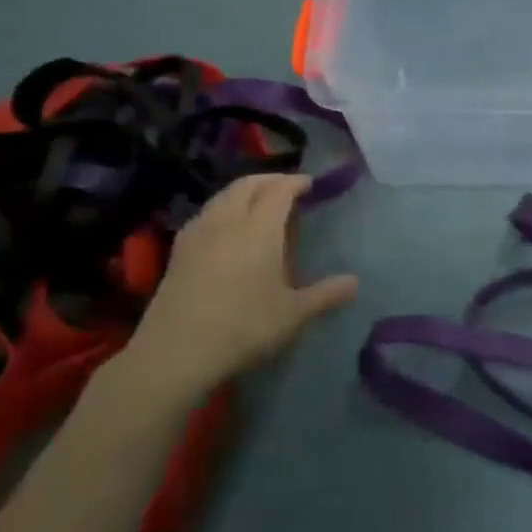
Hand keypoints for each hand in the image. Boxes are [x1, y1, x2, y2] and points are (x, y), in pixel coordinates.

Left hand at [111, 174, 357, 400]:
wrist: (176, 351)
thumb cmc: (244, 327)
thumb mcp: (293, 315)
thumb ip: (325, 295)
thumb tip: (354, 282)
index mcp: (260, 228)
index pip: (280, 190)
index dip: (296, 182)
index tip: (309, 184)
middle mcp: (228, 220)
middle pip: (248, 184)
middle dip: (270, 180)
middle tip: (287, 188)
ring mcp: (198, 232)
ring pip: (223, 196)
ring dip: (244, 191)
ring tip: (258, 204)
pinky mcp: (178, 249)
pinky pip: (206, 213)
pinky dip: (223, 208)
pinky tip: (226, 229)